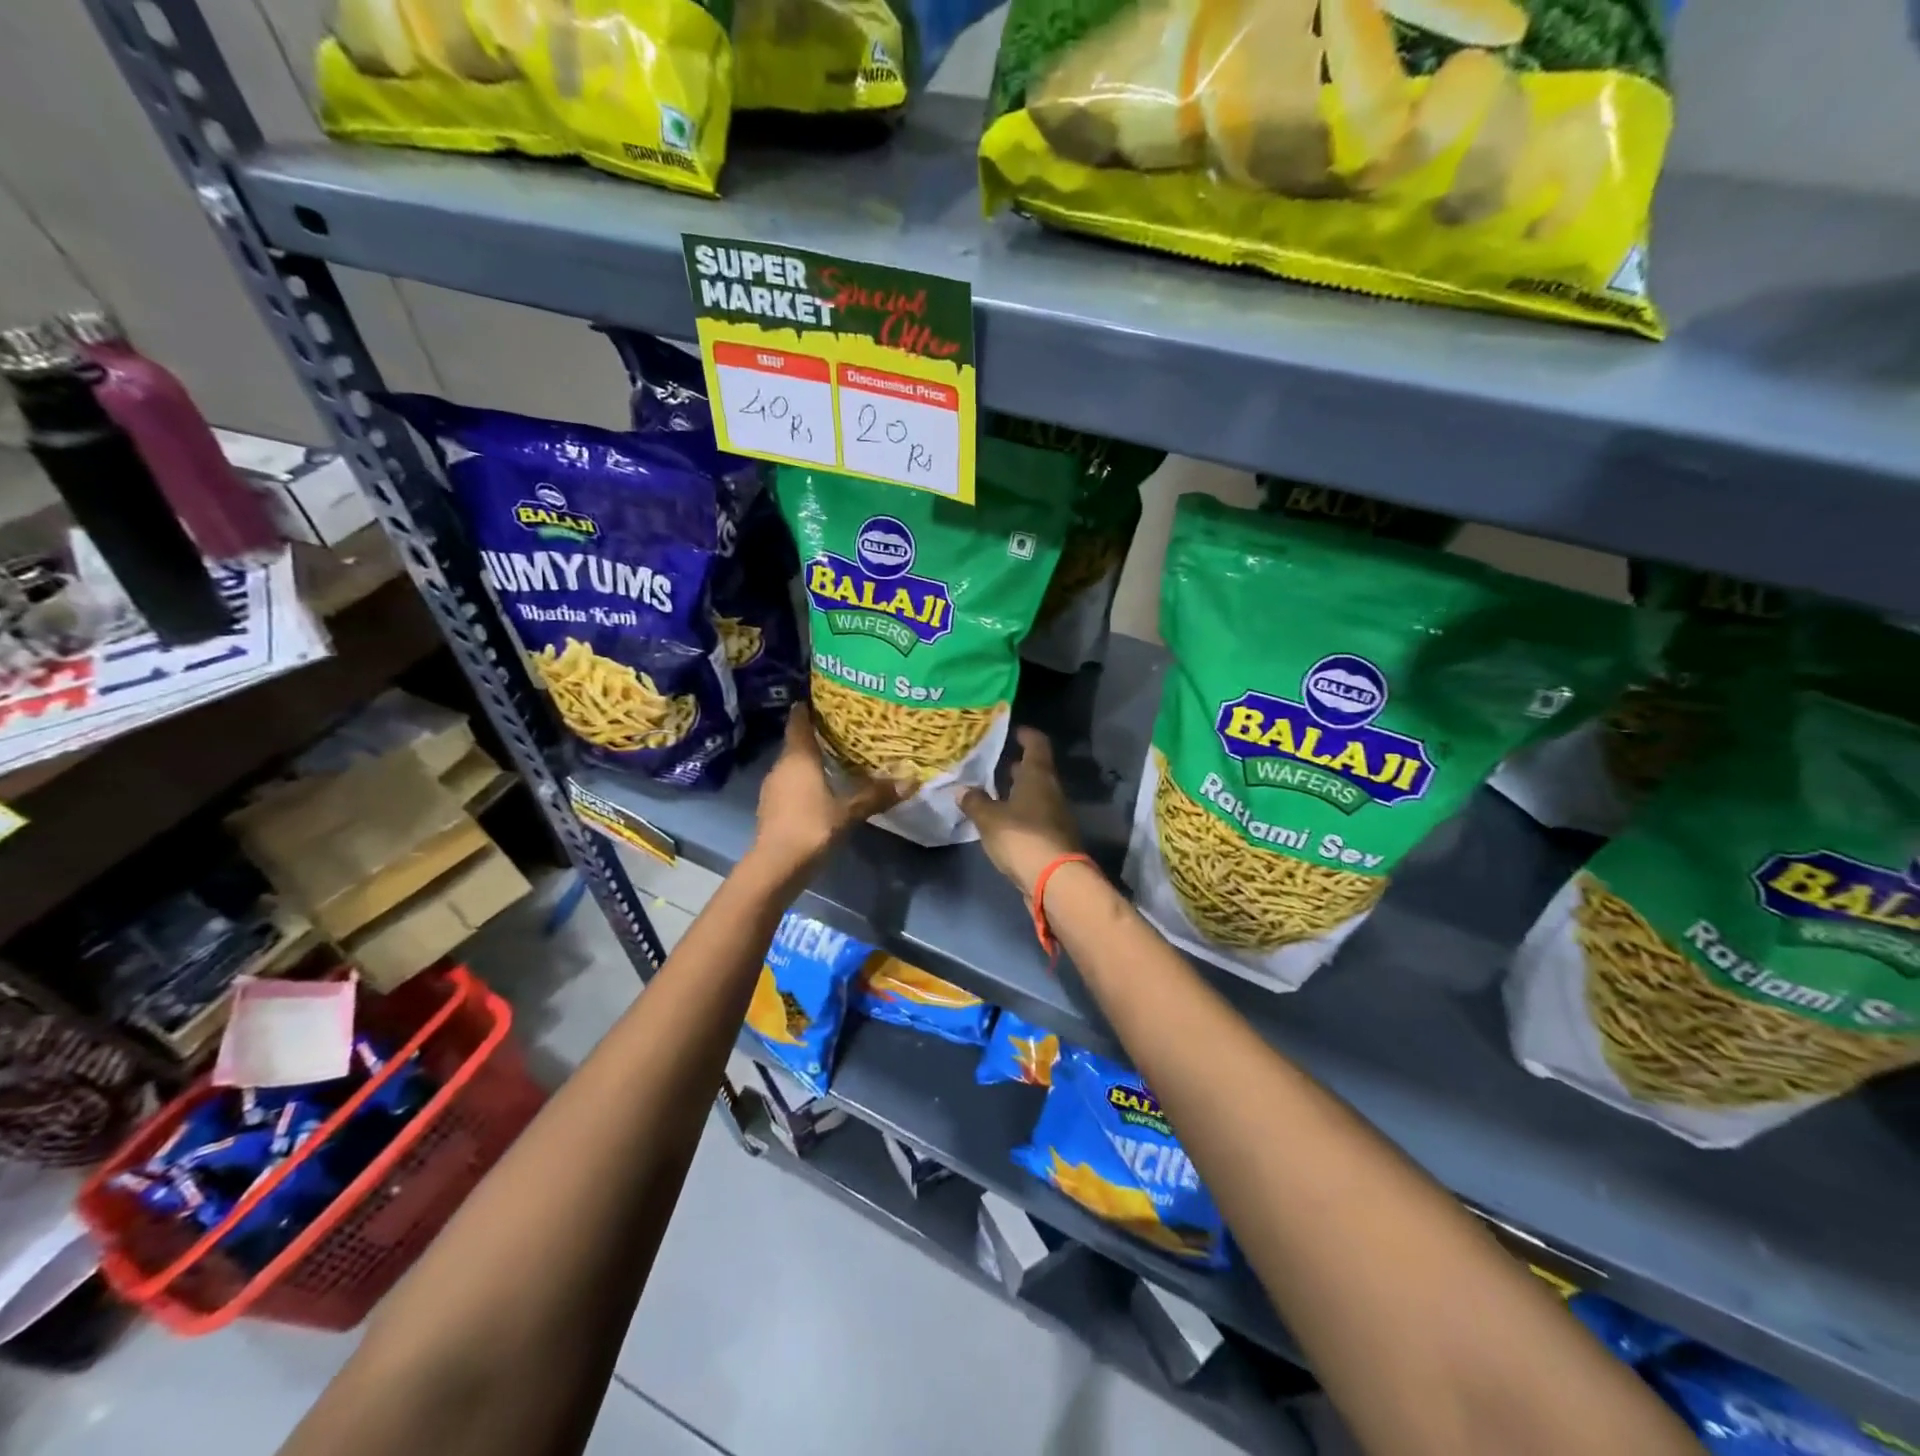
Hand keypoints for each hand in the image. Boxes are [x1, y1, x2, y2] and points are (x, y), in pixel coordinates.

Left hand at [751, 704, 902, 875]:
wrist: (775, 866)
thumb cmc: (811, 827)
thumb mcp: (849, 811)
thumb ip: (876, 794)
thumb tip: (910, 780)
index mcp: (798, 757)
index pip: (798, 721)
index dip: (808, 708)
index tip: (824, 699)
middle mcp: (781, 766)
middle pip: (797, 742)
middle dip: (817, 735)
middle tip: (844, 730)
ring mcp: (773, 788)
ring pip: (793, 765)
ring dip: (811, 761)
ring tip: (837, 759)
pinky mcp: (771, 807)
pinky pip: (790, 784)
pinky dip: (805, 781)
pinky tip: (823, 789)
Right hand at [958, 728, 1082, 904]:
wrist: (1055, 880)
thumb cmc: (1022, 837)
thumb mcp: (989, 819)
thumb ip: (975, 802)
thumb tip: (962, 789)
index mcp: (1038, 777)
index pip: (1037, 745)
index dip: (1027, 735)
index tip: (1015, 730)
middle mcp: (1051, 791)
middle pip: (1037, 771)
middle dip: (1018, 767)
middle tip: (996, 763)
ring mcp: (1056, 816)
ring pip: (1036, 795)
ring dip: (1018, 792)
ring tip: (994, 792)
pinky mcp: (1053, 838)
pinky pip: (1035, 817)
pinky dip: (1021, 813)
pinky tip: (1003, 821)